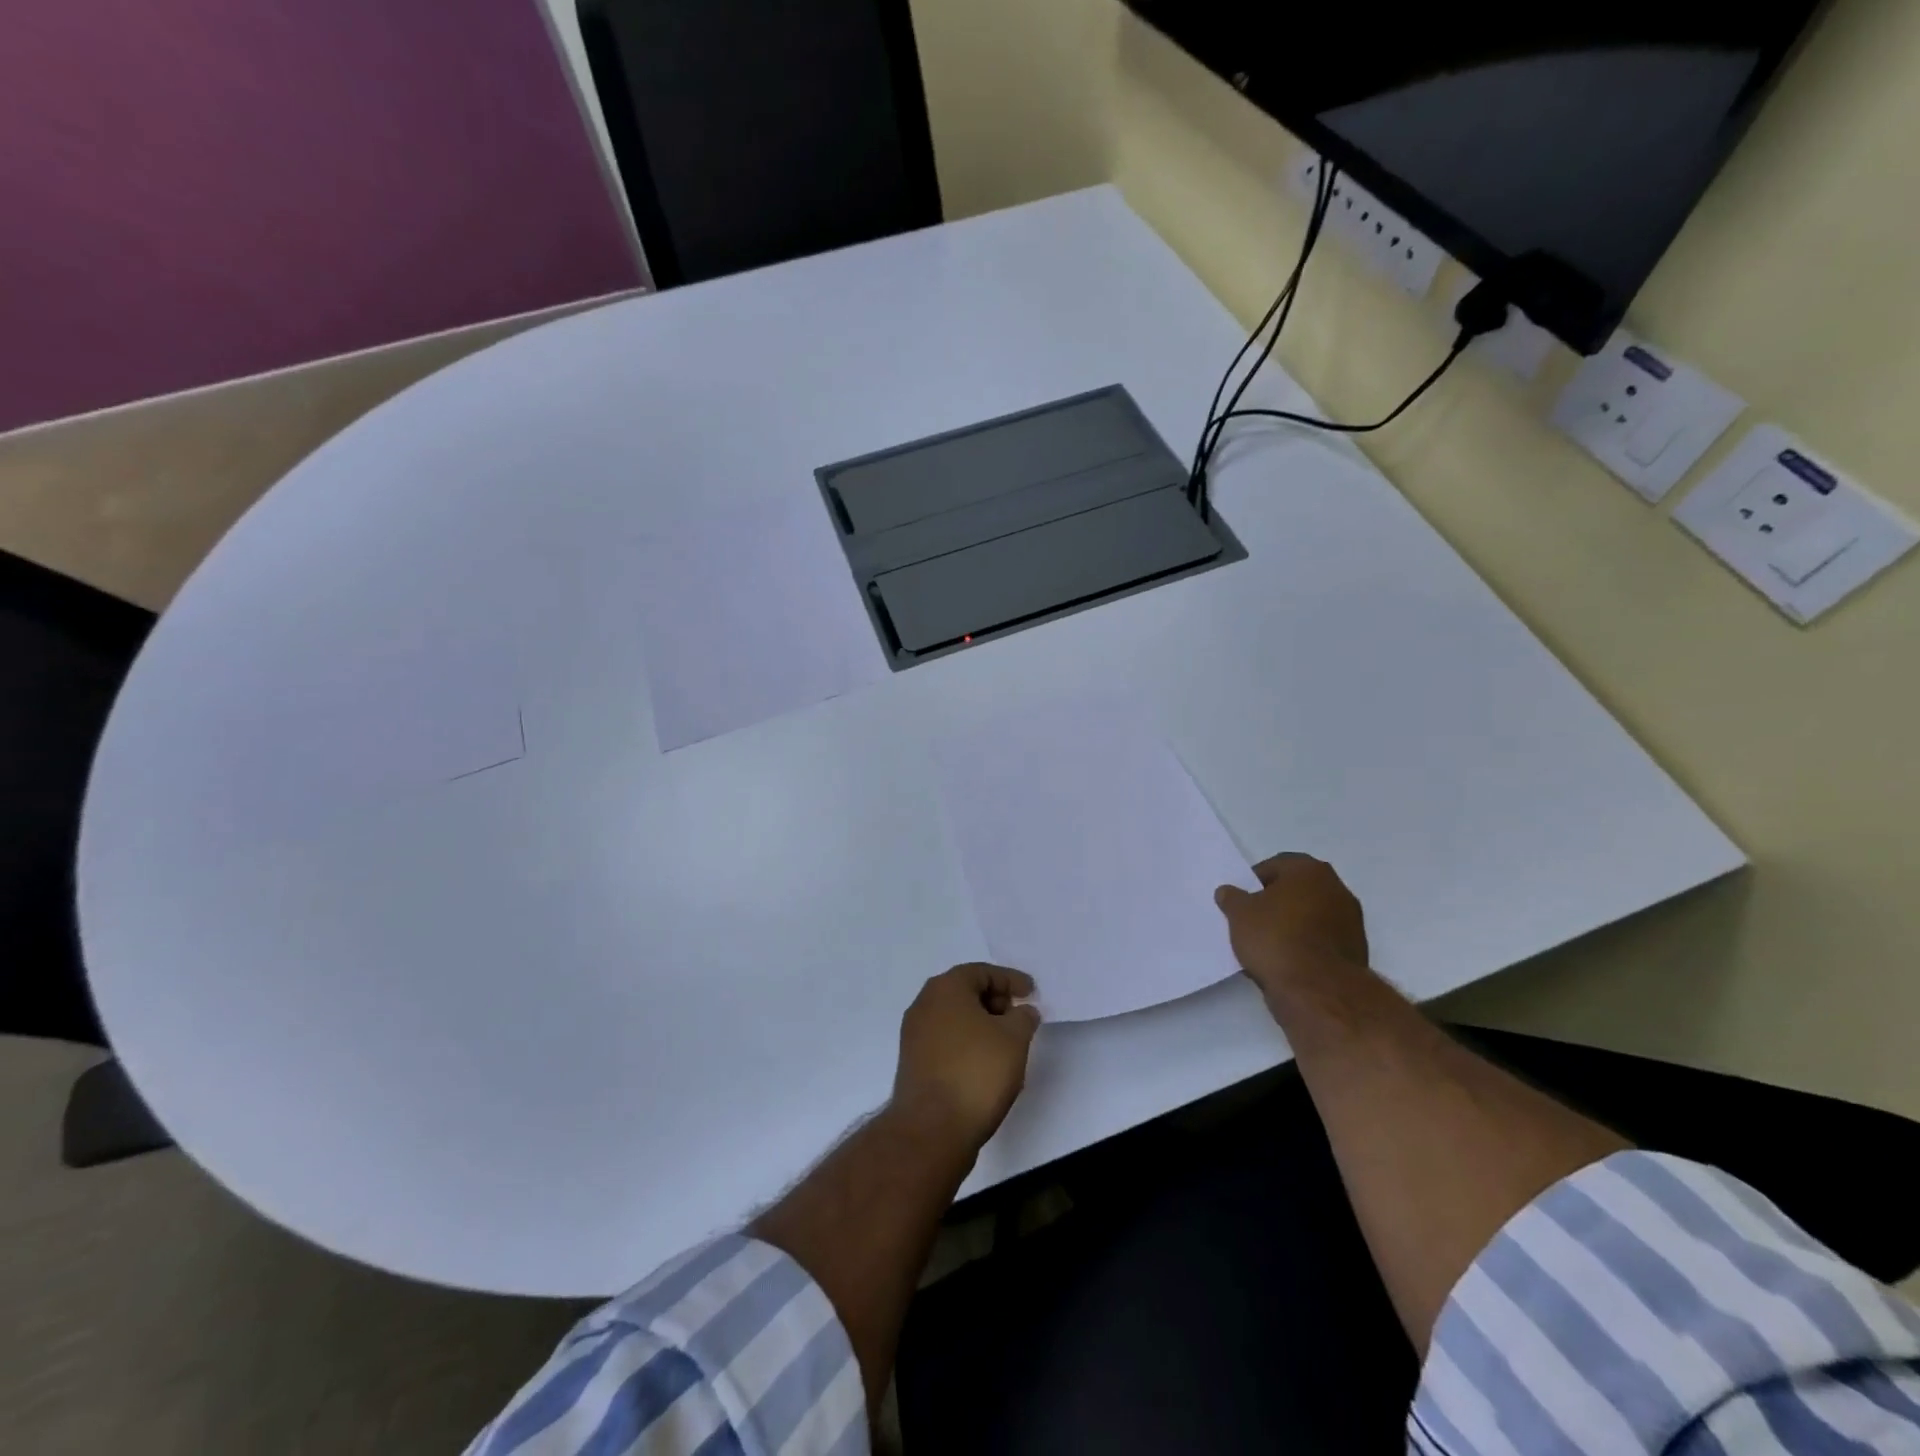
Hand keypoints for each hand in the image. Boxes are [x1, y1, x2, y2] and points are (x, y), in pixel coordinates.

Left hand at [893, 964, 1041, 1150]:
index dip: (1010, 980)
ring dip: (981, 1024)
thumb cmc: (976, 1072)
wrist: (931, 1128)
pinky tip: (986, 1064)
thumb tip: (1021, 1011)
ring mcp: (914, 1034)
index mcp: (945, 988)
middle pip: (965, 991)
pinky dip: (967, 1043)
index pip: (982, 972)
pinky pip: (946, 1040)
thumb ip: (1023, 1017)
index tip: (1031, 993)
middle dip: (995, 1001)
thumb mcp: (1014, 1039)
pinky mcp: (913, 1062)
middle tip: (1019, 1017)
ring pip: (954, 1017)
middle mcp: (924, 1004)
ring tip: (1007, 1044)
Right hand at [1215, 854, 1368, 1005]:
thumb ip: (1232, 898)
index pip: (1275, 866)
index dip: (1253, 882)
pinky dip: (1306, 946)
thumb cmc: (1275, 938)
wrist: (1317, 989)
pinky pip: (1321, 940)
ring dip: (1291, 926)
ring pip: (1310, 916)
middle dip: (1275, 903)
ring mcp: (1351, 921)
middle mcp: (1336, 888)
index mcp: (1309, 870)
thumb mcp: (1239, 914)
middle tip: (1252, 920)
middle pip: (1296, 890)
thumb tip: (1229, 891)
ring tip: (1267, 946)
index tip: (1241, 901)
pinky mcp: (1356, 950)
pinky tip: (1286, 962)